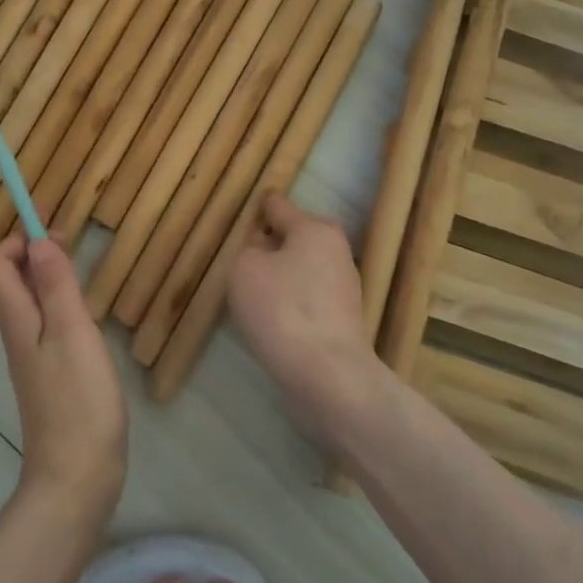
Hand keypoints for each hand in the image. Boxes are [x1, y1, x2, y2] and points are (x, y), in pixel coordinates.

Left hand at [0, 236, 126, 522]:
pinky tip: (87, 317)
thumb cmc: (78, 399)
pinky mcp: (51, 377)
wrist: (77, 476)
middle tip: (74, 246)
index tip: (55, 233)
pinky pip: (47, 326)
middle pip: (11, 281)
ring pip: (30, 303)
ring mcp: (33, 358)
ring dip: (49, 278)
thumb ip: (56, 286)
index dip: (19, 240)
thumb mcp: (72, 333)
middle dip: (36, 253)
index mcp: (18, 320)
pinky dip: (61, 306)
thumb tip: (38, 240)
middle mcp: (18, 335)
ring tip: (83, 274)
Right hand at [228, 191, 390, 442]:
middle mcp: (336, 251)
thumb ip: (248, 248)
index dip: (255, 210)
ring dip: (279, 278)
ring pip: (301, 271)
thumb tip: (263, 248)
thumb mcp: (244, 268)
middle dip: (269, 246)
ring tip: (251, 295)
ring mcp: (344, 288)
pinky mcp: (343, 321)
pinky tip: (272, 321)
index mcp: (315, 229)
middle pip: (293, 239)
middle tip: (239, 262)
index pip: (278, 206)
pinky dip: (289, 304)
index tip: (238, 218)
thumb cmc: (281, 309)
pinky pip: (307, 300)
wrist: (327, 375)